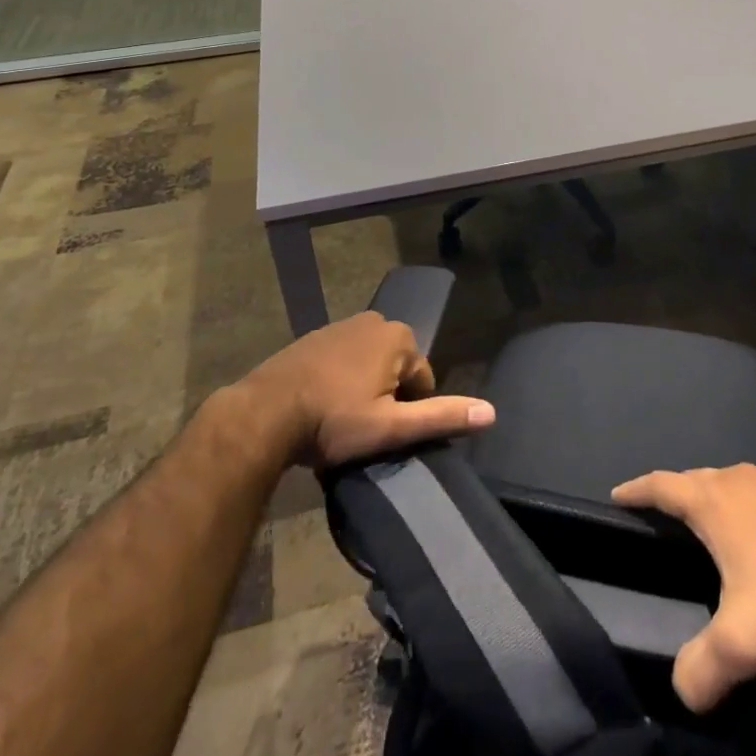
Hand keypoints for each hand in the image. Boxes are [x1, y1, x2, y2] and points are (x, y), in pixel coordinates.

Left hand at [244, 311, 495, 467]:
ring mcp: (342, 325)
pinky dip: (340, 380)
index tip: (382, 435)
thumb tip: (491, 412)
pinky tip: (321, 406)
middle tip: (361, 429)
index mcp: (399, 337)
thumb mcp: (391, 427)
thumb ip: (440, 416)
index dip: (407, 412)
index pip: (423, 380)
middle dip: (386, 397)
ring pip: (369, 365)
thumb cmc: (333, 420)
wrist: (264, 413)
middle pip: (396, 369)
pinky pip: (343, 360)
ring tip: (340, 422)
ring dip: (363, 389)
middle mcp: (375, 320)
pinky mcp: (315, 337)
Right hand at [612, 464, 755, 711]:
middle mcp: (743, 481)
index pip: (663, 486)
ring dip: (719, 499)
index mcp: (717, 502)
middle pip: (698, 480)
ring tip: (715, 524)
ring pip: (736, 484)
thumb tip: (681, 693)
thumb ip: (700, 668)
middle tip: (664, 516)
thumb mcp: (741, 645)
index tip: (618, 495)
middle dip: (678, 495)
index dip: (637, 490)